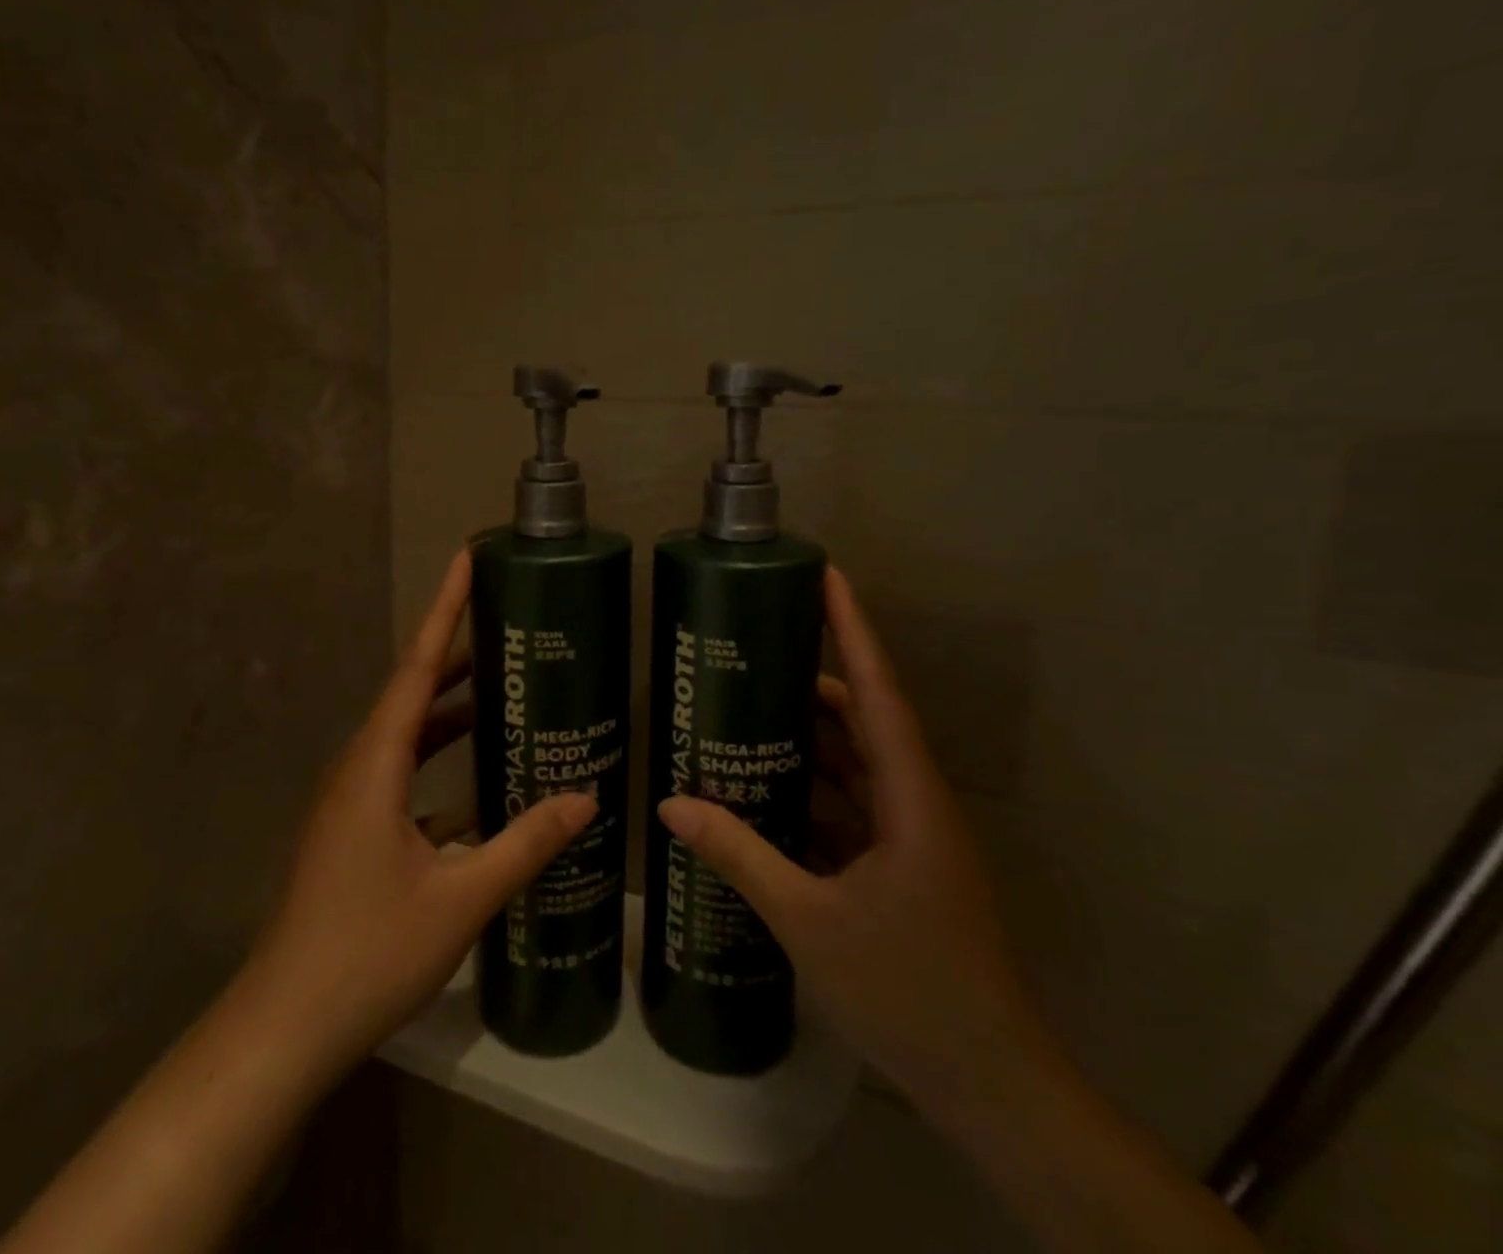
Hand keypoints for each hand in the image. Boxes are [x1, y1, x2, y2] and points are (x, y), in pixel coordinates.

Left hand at [241, 549, 596, 1080]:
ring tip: (498, 693)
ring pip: (403, 736)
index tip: (464, 561)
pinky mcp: (349, 831)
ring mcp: (348, 802)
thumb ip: (526, 843)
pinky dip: (436, 764)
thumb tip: (587, 799)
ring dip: (446, 712)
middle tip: (504, 629)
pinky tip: (477, 787)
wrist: (285, 1026)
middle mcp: (356, 769)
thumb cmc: (369, 951)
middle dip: (453, 656)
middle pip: (409, 694)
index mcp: (375, 765)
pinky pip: (399, 776)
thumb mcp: (462, 896)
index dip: (443, 611)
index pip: (416, 668)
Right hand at [657, 567, 1047, 1116]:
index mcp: (910, 798)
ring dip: (810, 740)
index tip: (827, 576)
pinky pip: (853, 808)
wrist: (989, 1084)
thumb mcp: (808, 919)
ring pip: (857, 765)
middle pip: (864, 720)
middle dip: (813, 682)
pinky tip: (765, 794)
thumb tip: (673, 803)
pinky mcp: (903, 868)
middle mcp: (916, 803)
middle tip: (752, 652)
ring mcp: (912, 838)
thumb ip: (739, 855)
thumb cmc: (908, 990)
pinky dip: (813, 793)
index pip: (879, 692)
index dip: (852, 630)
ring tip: (746, 713)